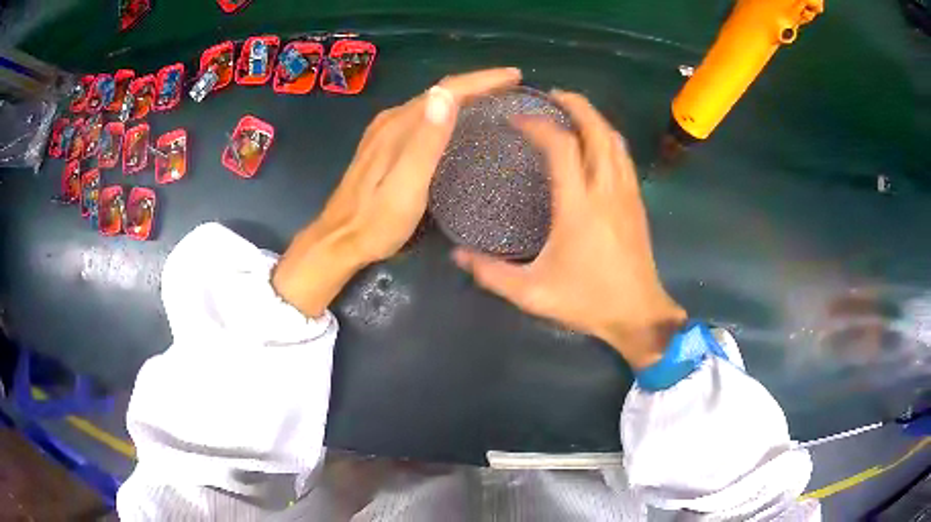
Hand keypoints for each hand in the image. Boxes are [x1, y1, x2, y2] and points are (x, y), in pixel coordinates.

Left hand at [273, 68, 522, 317]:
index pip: (447, 90)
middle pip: (440, 92)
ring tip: (493, 100)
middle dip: (477, 85)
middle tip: (511, 88)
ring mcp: (384, 132)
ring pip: (430, 103)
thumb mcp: (407, 186)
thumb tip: (445, 95)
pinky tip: (455, 122)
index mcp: (401, 126)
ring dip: (462, 97)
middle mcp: (392, 121)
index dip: (483, 80)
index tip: (515, 76)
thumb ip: (426, 142)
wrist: (338, 241)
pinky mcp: (382, 146)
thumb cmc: (377, 222)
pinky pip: (421, 117)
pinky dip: (445, 112)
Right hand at [453, 91, 686, 369]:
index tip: (516, 119)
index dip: (538, 125)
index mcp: (579, 206)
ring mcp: (626, 194)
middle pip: (597, 130)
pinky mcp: (637, 202)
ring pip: (615, 140)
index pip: (561, 146)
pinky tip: (596, 142)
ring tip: (572, 111)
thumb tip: (457, 255)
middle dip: (575, 105)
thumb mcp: (532, 293)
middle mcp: (606, 190)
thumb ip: (491, 273)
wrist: (638, 314)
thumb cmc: (587, 301)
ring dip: (594, 118)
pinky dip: (608, 138)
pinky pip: (624, 157)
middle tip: (551, 95)